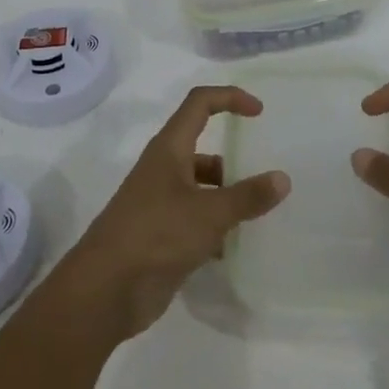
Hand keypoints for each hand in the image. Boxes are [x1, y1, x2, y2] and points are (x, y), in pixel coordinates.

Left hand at [63, 86, 289, 339]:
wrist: (106, 290)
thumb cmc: (156, 235)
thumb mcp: (209, 213)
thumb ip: (248, 196)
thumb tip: (283, 178)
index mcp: (169, 149)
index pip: (200, 104)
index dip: (229, 98)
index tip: (259, 113)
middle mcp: (163, 169)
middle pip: (203, 148)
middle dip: (233, 160)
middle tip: (265, 178)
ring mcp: (160, 203)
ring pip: (201, 187)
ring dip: (227, 197)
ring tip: (258, 216)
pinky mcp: (160, 234)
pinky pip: (195, 220)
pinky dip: (215, 227)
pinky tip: (235, 247)